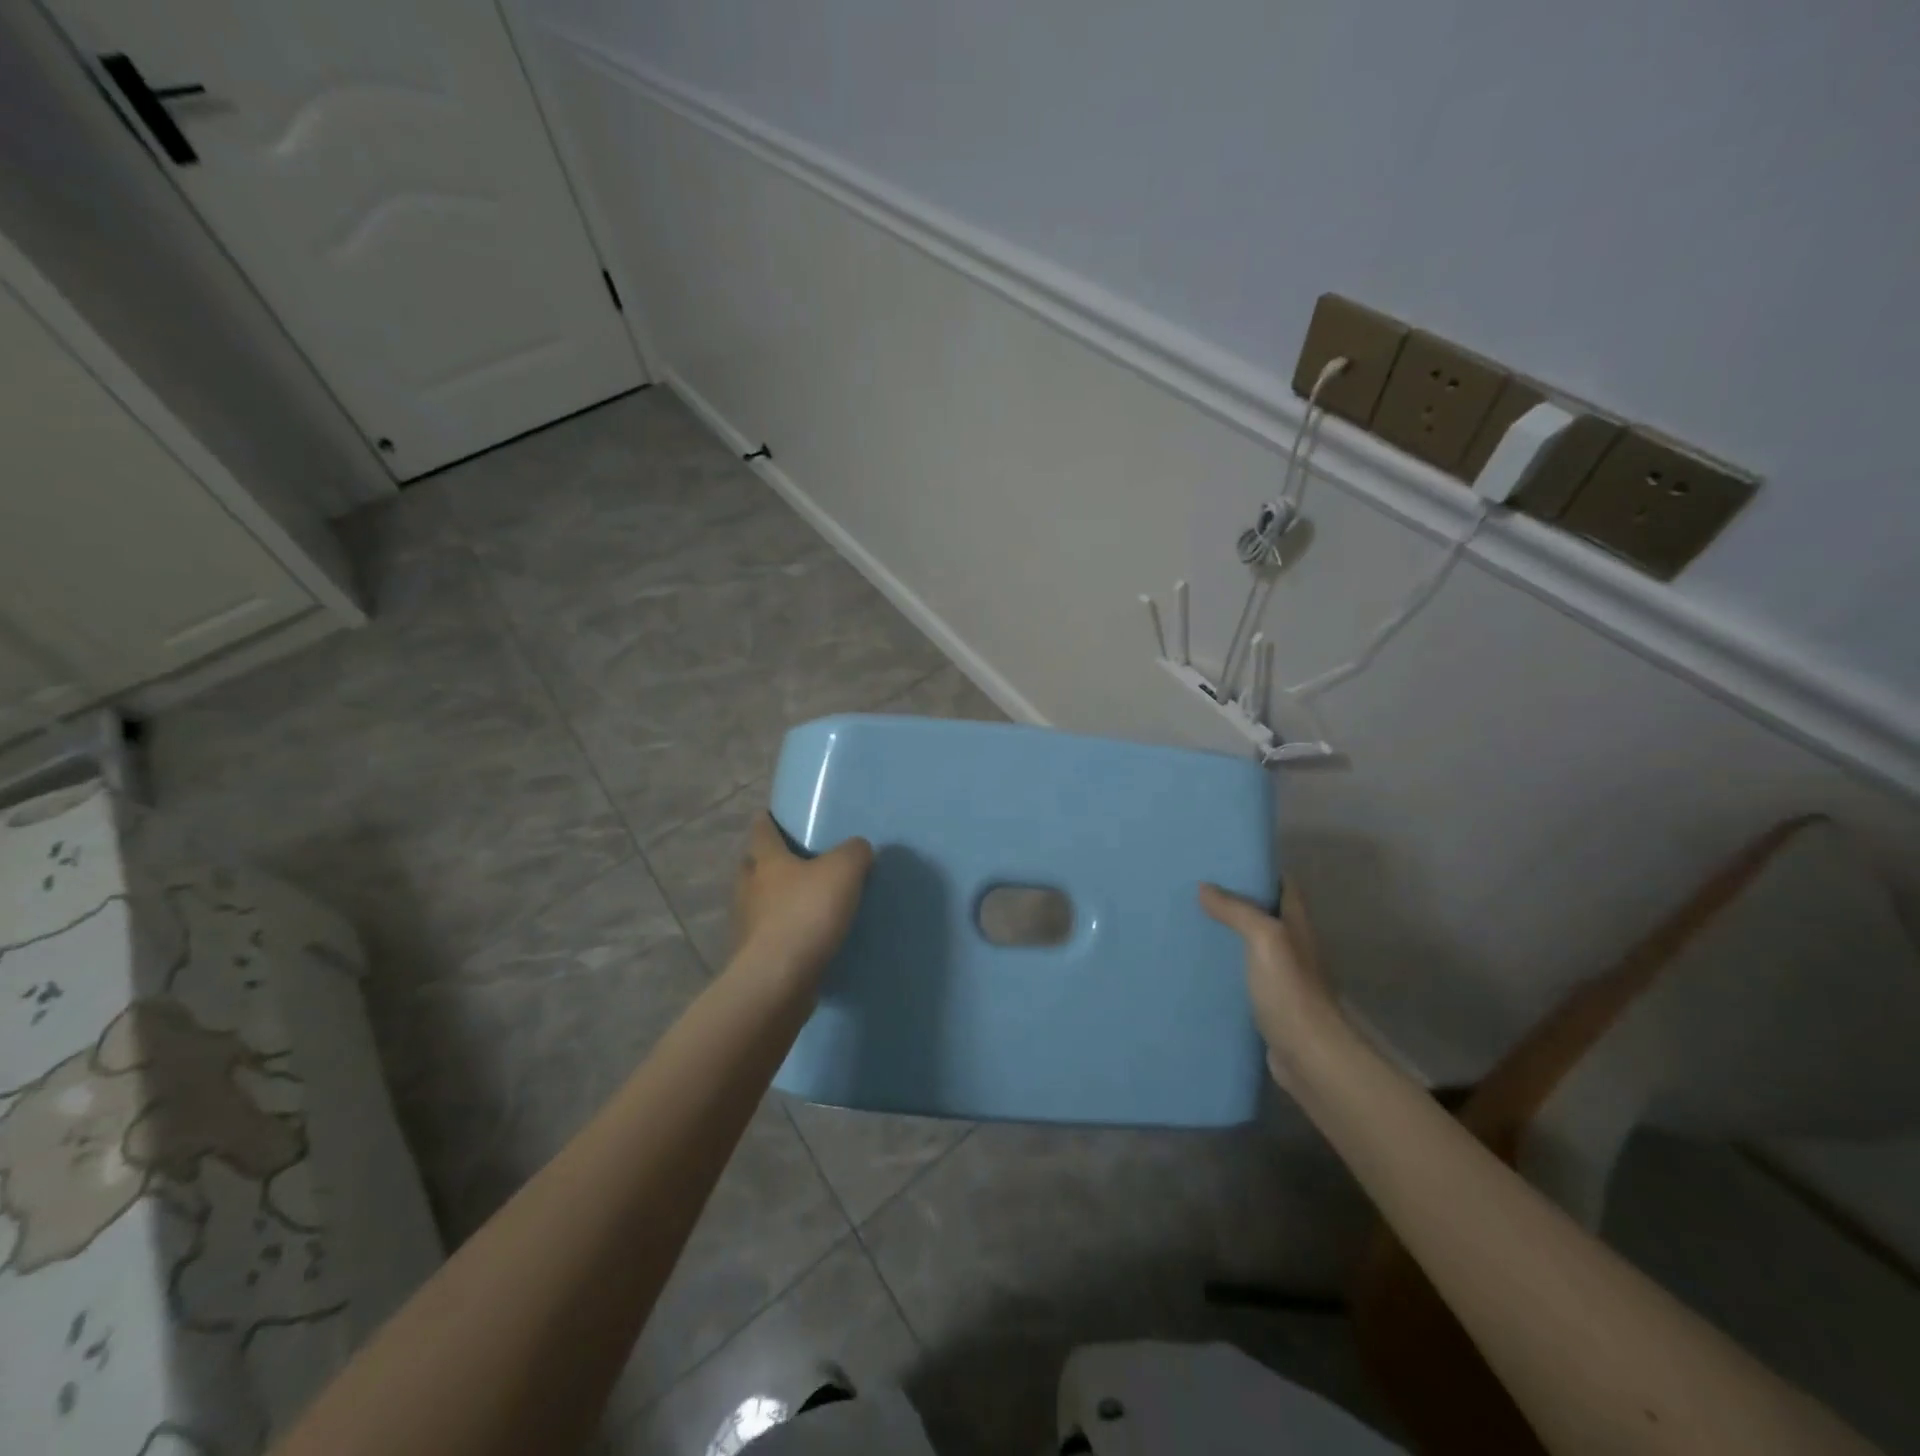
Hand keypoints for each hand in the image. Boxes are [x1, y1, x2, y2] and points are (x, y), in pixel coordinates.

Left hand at [731, 814, 873, 985]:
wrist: (779, 979)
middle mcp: (749, 890)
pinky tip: (800, 940)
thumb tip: (858, 849)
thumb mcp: (844, 871)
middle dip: (765, 862)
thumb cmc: (806, 913)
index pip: (761, 832)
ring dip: (771, 901)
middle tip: (788, 861)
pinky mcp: (753, 959)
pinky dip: (779, 935)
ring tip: (798, 903)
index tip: (769, 815)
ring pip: (756, 904)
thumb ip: (854, 853)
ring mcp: (746, 927)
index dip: (766, 821)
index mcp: (767, 862)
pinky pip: (766, 938)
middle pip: (752, 867)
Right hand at [1199, 881, 1341, 1087]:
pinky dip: (1224, 967)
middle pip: (1263, 913)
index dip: (1258, 871)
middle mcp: (1292, 946)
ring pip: (1250, 945)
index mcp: (1296, 924)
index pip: (1282, 885)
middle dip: (1233, 901)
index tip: (1224, 861)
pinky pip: (1242, 975)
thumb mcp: (1265, 939)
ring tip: (1187, 923)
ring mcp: (1281, 977)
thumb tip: (1205, 887)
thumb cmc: (1291, 991)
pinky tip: (1197, 967)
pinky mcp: (1268, 1003)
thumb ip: (1237, 911)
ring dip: (1226, 935)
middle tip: (1193, 890)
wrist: (1310, 1057)